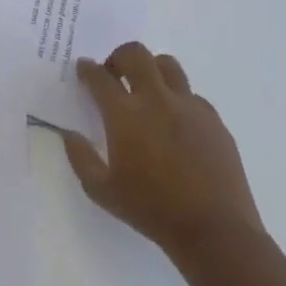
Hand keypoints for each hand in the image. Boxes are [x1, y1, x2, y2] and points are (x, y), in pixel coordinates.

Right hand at [65, 44, 262, 260]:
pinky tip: (174, 122)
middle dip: (118, 57)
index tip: (83, 69)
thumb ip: (80, 157)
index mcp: (124, 114)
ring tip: (146, 90)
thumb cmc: (151, 210)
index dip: (87, 69)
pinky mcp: (214, 120)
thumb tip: (69, 134)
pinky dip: (177, 98)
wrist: (215, 231)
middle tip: (114, 74)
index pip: (99, 76)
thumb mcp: (101, 190)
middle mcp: (156, 100)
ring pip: (168, 65)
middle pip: (136, 54)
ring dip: (151, 69)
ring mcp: (189, 107)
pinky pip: (192, 95)